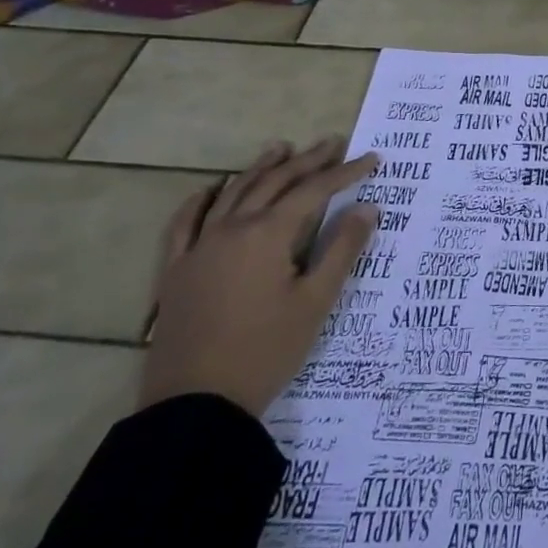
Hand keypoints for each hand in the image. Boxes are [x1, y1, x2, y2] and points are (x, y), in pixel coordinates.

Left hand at [140, 138, 379, 417]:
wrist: (196, 405)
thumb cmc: (266, 351)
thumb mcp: (315, 301)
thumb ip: (342, 249)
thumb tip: (367, 207)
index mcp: (267, 235)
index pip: (313, 191)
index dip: (345, 173)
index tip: (372, 159)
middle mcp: (231, 230)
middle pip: (274, 183)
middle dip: (307, 161)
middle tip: (333, 142)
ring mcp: (198, 249)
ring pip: (232, 194)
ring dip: (260, 168)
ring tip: (281, 148)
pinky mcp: (175, 272)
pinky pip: (183, 225)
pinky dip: (200, 201)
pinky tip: (210, 189)